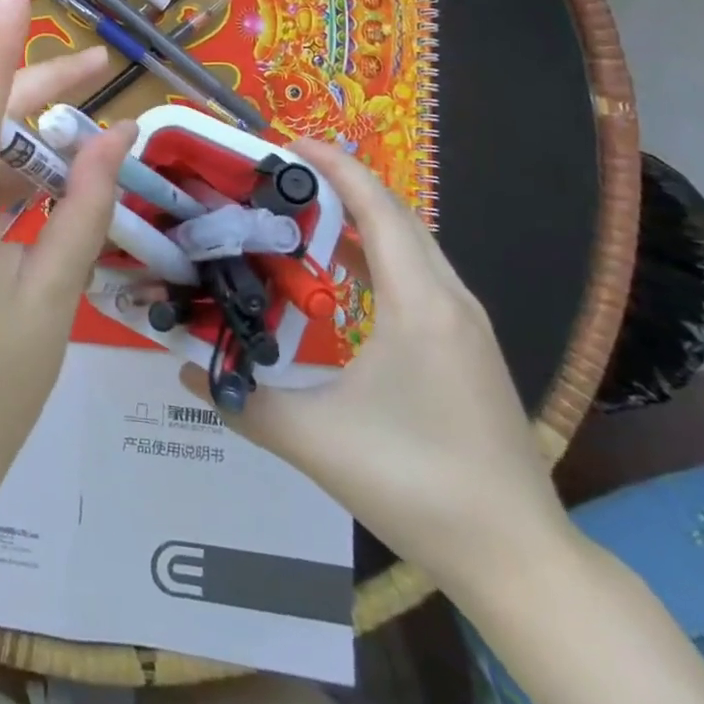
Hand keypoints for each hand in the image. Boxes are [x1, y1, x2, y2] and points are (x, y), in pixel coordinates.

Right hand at [181, 140, 572, 600]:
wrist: (519, 558)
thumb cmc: (418, 484)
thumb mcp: (316, 441)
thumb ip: (244, 401)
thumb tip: (185, 368)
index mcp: (419, 305)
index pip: (378, 208)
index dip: (335, 168)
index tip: (289, 144)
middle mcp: (449, 300)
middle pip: (397, 215)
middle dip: (343, 183)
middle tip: (284, 174)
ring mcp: (466, 324)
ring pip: (413, 244)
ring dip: (363, 217)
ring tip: (306, 211)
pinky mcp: (468, 348)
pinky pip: (420, 274)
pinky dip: (380, 253)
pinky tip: (344, 271)